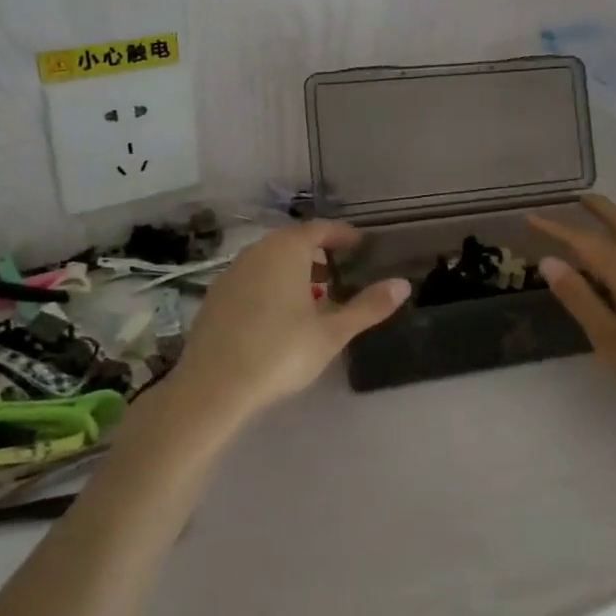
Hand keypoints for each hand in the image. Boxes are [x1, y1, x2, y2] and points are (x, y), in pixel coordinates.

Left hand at [173, 220, 408, 422]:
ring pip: (270, 260)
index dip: (342, 235)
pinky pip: (251, 279)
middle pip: (293, 242)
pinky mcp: (215, 297)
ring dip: (293, 270)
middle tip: (339, 271)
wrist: (212, 387)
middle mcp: (257, 251)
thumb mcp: (332, 333)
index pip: (320, 229)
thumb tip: (403, 284)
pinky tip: (278, 315)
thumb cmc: (280, 352)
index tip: (360, 244)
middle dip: (318, 253)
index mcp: (287, 249)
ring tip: (313, 296)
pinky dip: (270, 285)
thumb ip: (368, 307)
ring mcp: (231, 273)